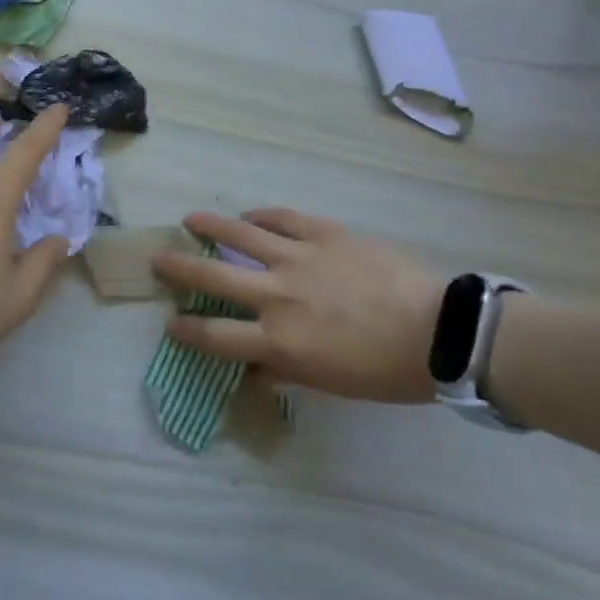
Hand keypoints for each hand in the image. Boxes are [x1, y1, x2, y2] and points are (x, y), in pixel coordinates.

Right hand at [152, 209, 443, 402]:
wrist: (440, 331)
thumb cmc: (387, 371)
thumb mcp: (331, 385)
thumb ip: (287, 371)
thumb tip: (258, 368)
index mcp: (279, 341)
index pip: (216, 336)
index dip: (187, 329)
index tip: (172, 322)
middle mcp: (277, 296)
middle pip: (213, 276)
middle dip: (179, 268)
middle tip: (159, 259)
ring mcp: (298, 258)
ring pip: (240, 233)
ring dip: (210, 225)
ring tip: (190, 219)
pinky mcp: (322, 233)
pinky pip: (282, 218)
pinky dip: (261, 216)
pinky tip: (250, 214)